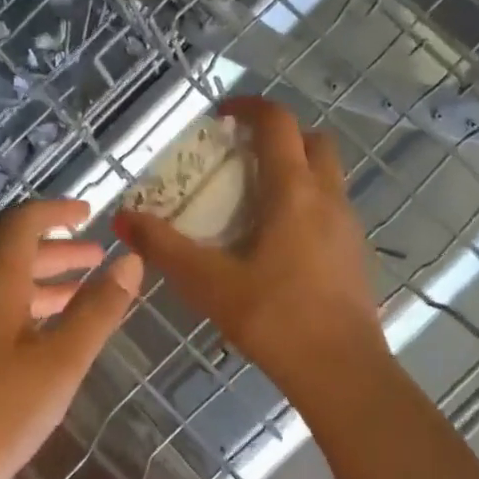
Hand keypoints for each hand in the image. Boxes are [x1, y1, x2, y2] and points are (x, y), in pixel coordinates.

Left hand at [0, 199, 142, 478]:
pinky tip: (37, 345)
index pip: (22, 224)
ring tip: (77, 300)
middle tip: (96, 262)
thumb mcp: (60, 362)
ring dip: (41, 287)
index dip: (55, 212)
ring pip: (0, 292)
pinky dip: (21, 315)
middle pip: (12, 258)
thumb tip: (131, 262)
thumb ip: (97, 311)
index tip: (88, 214)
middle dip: (58, 255)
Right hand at [114, 97, 389, 408]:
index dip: (249, 107)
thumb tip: (123, 218)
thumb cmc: (274, 318)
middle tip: (240, 155)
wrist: (341, 371)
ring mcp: (348, 226)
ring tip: (252, 198)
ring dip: (294, 169)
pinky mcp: (355, 253)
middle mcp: (328, 198)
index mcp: (294, 192)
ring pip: (326, 175)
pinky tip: (276, 241)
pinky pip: (331, 207)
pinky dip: (305, 202)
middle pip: (312, 141)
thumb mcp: (208, 283)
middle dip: (278, 136)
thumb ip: (164, 248)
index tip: (221, 115)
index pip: (278, 123)